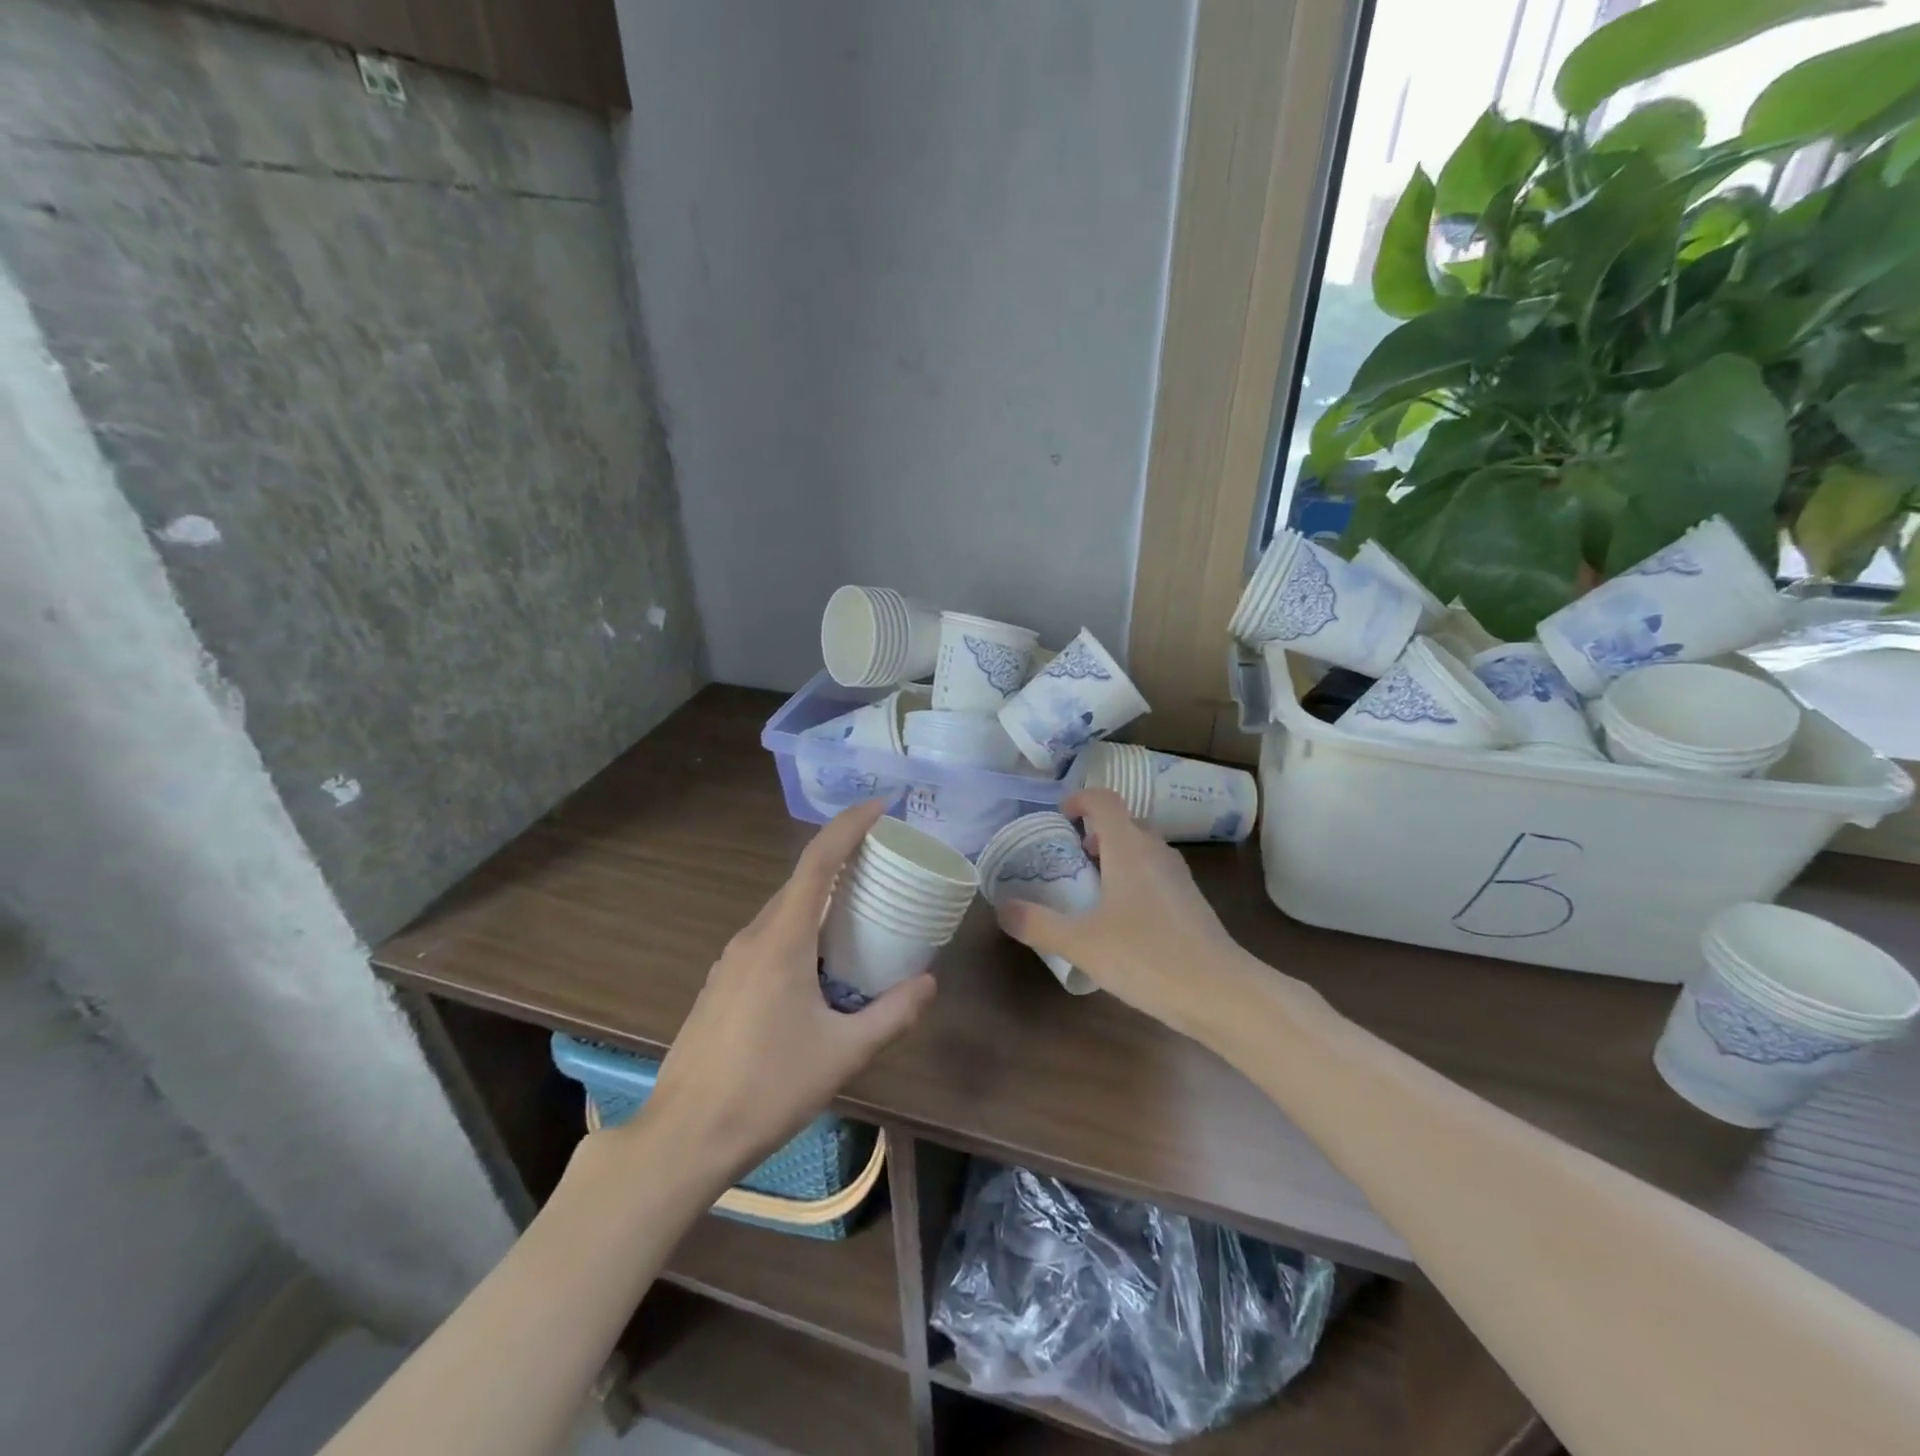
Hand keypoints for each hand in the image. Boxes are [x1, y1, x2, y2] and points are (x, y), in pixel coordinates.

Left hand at [635, 801, 934, 1181]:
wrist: (684, 1136)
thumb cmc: (767, 1088)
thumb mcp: (843, 1053)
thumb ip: (893, 1014)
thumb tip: (930, 983)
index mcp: (781, 940)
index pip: (817, 862)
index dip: (848, 826)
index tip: (880, 807)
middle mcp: (752, 938)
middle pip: (800, 882)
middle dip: (841, 863)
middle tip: (883, 866)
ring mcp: (730, 962)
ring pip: (782, 912)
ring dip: (819, 901)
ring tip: (858, 914)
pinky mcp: (721, 985)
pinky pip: (767, 939)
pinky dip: (799, 930)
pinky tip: (818, 966)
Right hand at [995, 789, 1266, 1040]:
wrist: (1219, 992)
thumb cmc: (1146, 957)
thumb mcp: (1081, 943)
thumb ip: (1038, 924)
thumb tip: (1002, 909)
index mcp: (1129, 848)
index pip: (1104, 800)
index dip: (1079, 800)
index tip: (1060, 819)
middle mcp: (1156, 852)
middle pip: (1124, 823)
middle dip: (1094, 833)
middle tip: (1069, 860)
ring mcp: (1178, 876)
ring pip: (1142, 849)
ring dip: (1114, 856)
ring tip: (1090, 890)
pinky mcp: (1190, 901)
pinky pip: (1155, 874)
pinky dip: (1133, 879)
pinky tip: (1120, 919)